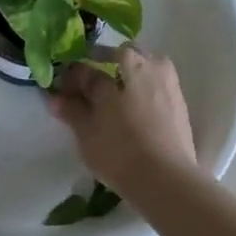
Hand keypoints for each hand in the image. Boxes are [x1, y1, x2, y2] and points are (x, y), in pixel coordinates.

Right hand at [48, 46, 198, 191]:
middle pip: (121, 56)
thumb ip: (72, 110)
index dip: (72, 77)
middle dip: (103, 65)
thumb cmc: (120, 152)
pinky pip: (156, 84)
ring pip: (144, 66)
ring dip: (127, 74)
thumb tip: (55, 98)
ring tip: (114, 99)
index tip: (61, 90)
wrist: (167, 179)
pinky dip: (143, 89)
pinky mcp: (180, 102)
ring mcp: (168, 82)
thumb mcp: (87, 132)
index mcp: (122, 65)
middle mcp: (148, 65)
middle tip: (90, 90)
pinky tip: (134, 110)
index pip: (88, 67)